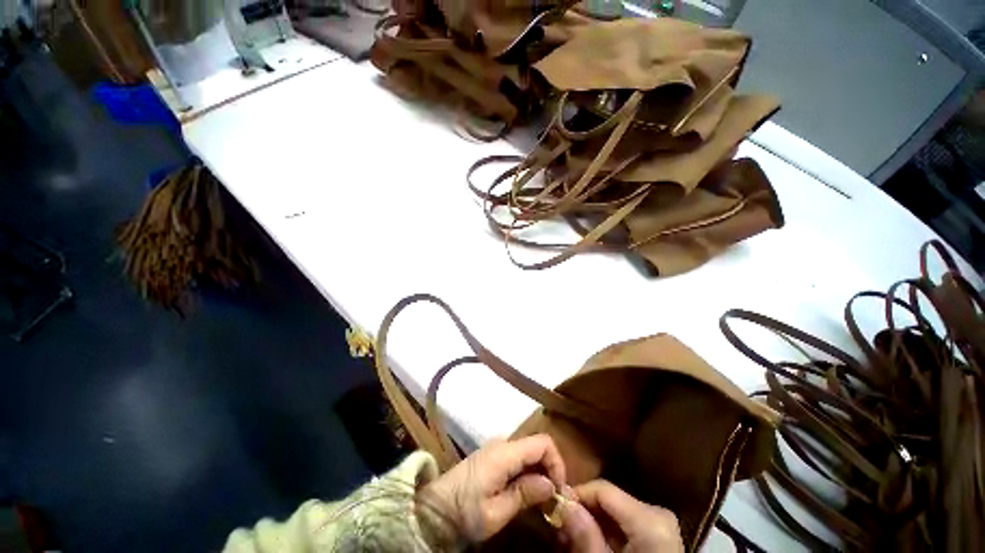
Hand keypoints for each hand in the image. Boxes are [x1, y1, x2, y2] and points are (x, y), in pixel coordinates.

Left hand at [419, 434, 565, 542]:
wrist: (428, 515)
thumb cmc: (462, 515)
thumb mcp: (496, 512)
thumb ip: (525, 494)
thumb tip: (551, 484)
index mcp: (502, 455)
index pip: (543, 443)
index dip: (557, 464)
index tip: (557, 490)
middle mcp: (496, 447)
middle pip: (535, 448)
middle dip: (548, 470)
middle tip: (551, 497)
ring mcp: (487, 455)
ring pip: (525, 456)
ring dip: (537, 474)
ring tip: (539, 499)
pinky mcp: (482, 464)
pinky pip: (513, 462)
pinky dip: (524, 475)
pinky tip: (522, 495)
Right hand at [560, 480, 682, 552]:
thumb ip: (584, 535)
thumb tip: (563, 505)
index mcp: (649, 518)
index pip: (604, 490)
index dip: (574, 495)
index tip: (550, 511)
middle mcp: (658, 512)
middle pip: (610, 500)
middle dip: (581, 514)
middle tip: (556, 534)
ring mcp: (661, 522)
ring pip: (616, 511)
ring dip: (590, 524)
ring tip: (569, 544)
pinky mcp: (658, 532)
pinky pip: (627, 523)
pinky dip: (605, 532)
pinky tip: (590, 546)